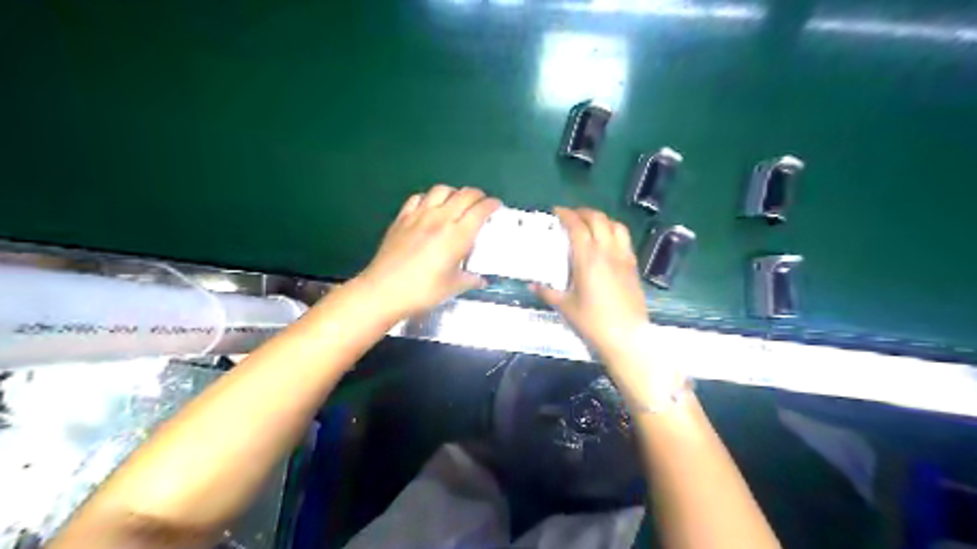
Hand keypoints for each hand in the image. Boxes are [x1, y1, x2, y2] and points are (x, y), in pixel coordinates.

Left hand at [356, 183, 497, 319]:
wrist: (384, 290)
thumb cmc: (423, 291)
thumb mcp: (452, 287)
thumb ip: (470, 279)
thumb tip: (480, 280)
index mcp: (458, 235)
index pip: (480, 210)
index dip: (492, 204)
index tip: (496, 206)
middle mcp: (440, 219)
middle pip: (464, 194)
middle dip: (477, 195)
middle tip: (481, 203)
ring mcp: (419, 215)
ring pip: (441, 190)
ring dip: (454, 192)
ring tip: (456, 202)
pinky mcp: (402, 218)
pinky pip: (418, 198)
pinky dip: (429, 197)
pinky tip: (430, 207)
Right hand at [534, 209, 646, 357]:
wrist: (626, 336)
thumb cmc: (592, 322)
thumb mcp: (565, 307)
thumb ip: (547, 292)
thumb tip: (532, 285)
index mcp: (587, 258)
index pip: (577, 226)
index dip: (566, 215)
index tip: (557, 211)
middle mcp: (607, 251)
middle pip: (598, 219)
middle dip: (583, 212)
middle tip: (571, 216)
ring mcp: (623, 257)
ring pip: (615, 225)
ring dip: (601, 219)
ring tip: (590, 225)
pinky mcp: (633, 266)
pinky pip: (625, 239)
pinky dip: (614, 232)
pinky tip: (606, 243)